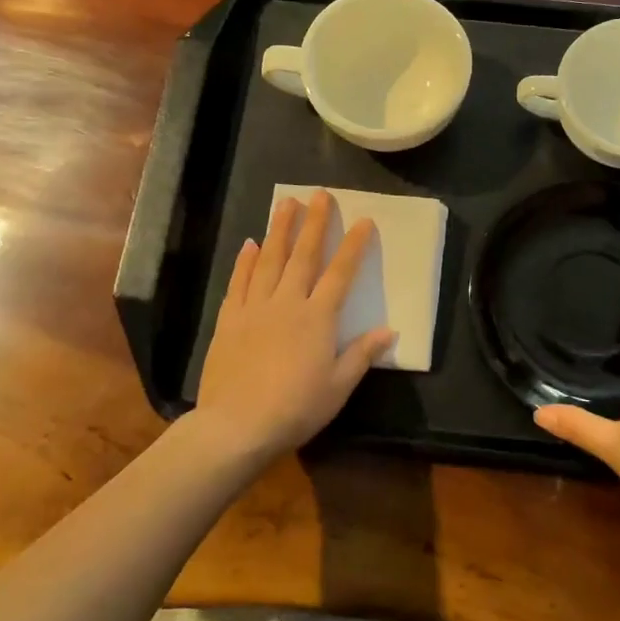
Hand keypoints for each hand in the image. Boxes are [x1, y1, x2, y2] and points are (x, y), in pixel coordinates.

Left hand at [191, 190, 394, 462]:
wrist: (236, 426)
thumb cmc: (296, 408)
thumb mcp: (338, 387)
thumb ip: (362, 354)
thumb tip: (390, 330)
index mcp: (318, 318)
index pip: (341, 273)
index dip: (353, 245)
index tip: (363, 220)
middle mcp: (287, 303)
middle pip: (303, 256)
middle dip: (313, 223)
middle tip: (318, 194)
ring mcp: (255, 308)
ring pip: (269, 260)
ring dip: (279, 230)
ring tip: (285, 203)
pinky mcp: (229, 319)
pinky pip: (239, 282)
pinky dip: (245, 261)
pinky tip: (250, 244)